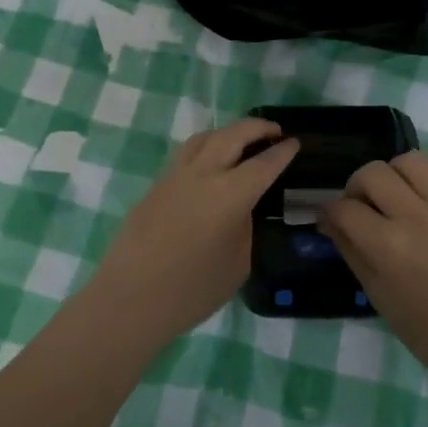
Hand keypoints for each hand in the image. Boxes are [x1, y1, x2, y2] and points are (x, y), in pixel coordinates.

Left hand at [85, 118, 298, 345]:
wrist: (131, 299)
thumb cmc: (193, 289)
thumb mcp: (238, 262)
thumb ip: (244, 226)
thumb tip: (241, 210)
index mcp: (231, 194)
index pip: (264, 163)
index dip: (283, 152)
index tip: (295, 143)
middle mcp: (203, 174)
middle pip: (233, 135)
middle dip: (257, 128)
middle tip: (274, 131)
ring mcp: (174, 176)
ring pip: (204, 137)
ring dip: (227, 133)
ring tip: (240, 142)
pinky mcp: (155, 186)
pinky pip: (185, 155)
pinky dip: (205, 149)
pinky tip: (210, 166)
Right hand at [319, 152, 427, 379]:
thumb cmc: (421, 325)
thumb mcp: (375, 291)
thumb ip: (349, 248)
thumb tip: (328, 221)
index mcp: (387, 245)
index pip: (345, 209)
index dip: (330, 212)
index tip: (331, 218)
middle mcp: (415, 217)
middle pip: (372, 173)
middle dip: (356, 186)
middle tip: (360, 205)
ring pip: (410, 160)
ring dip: (393, 173)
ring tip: (394, 193)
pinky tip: (423, 196)